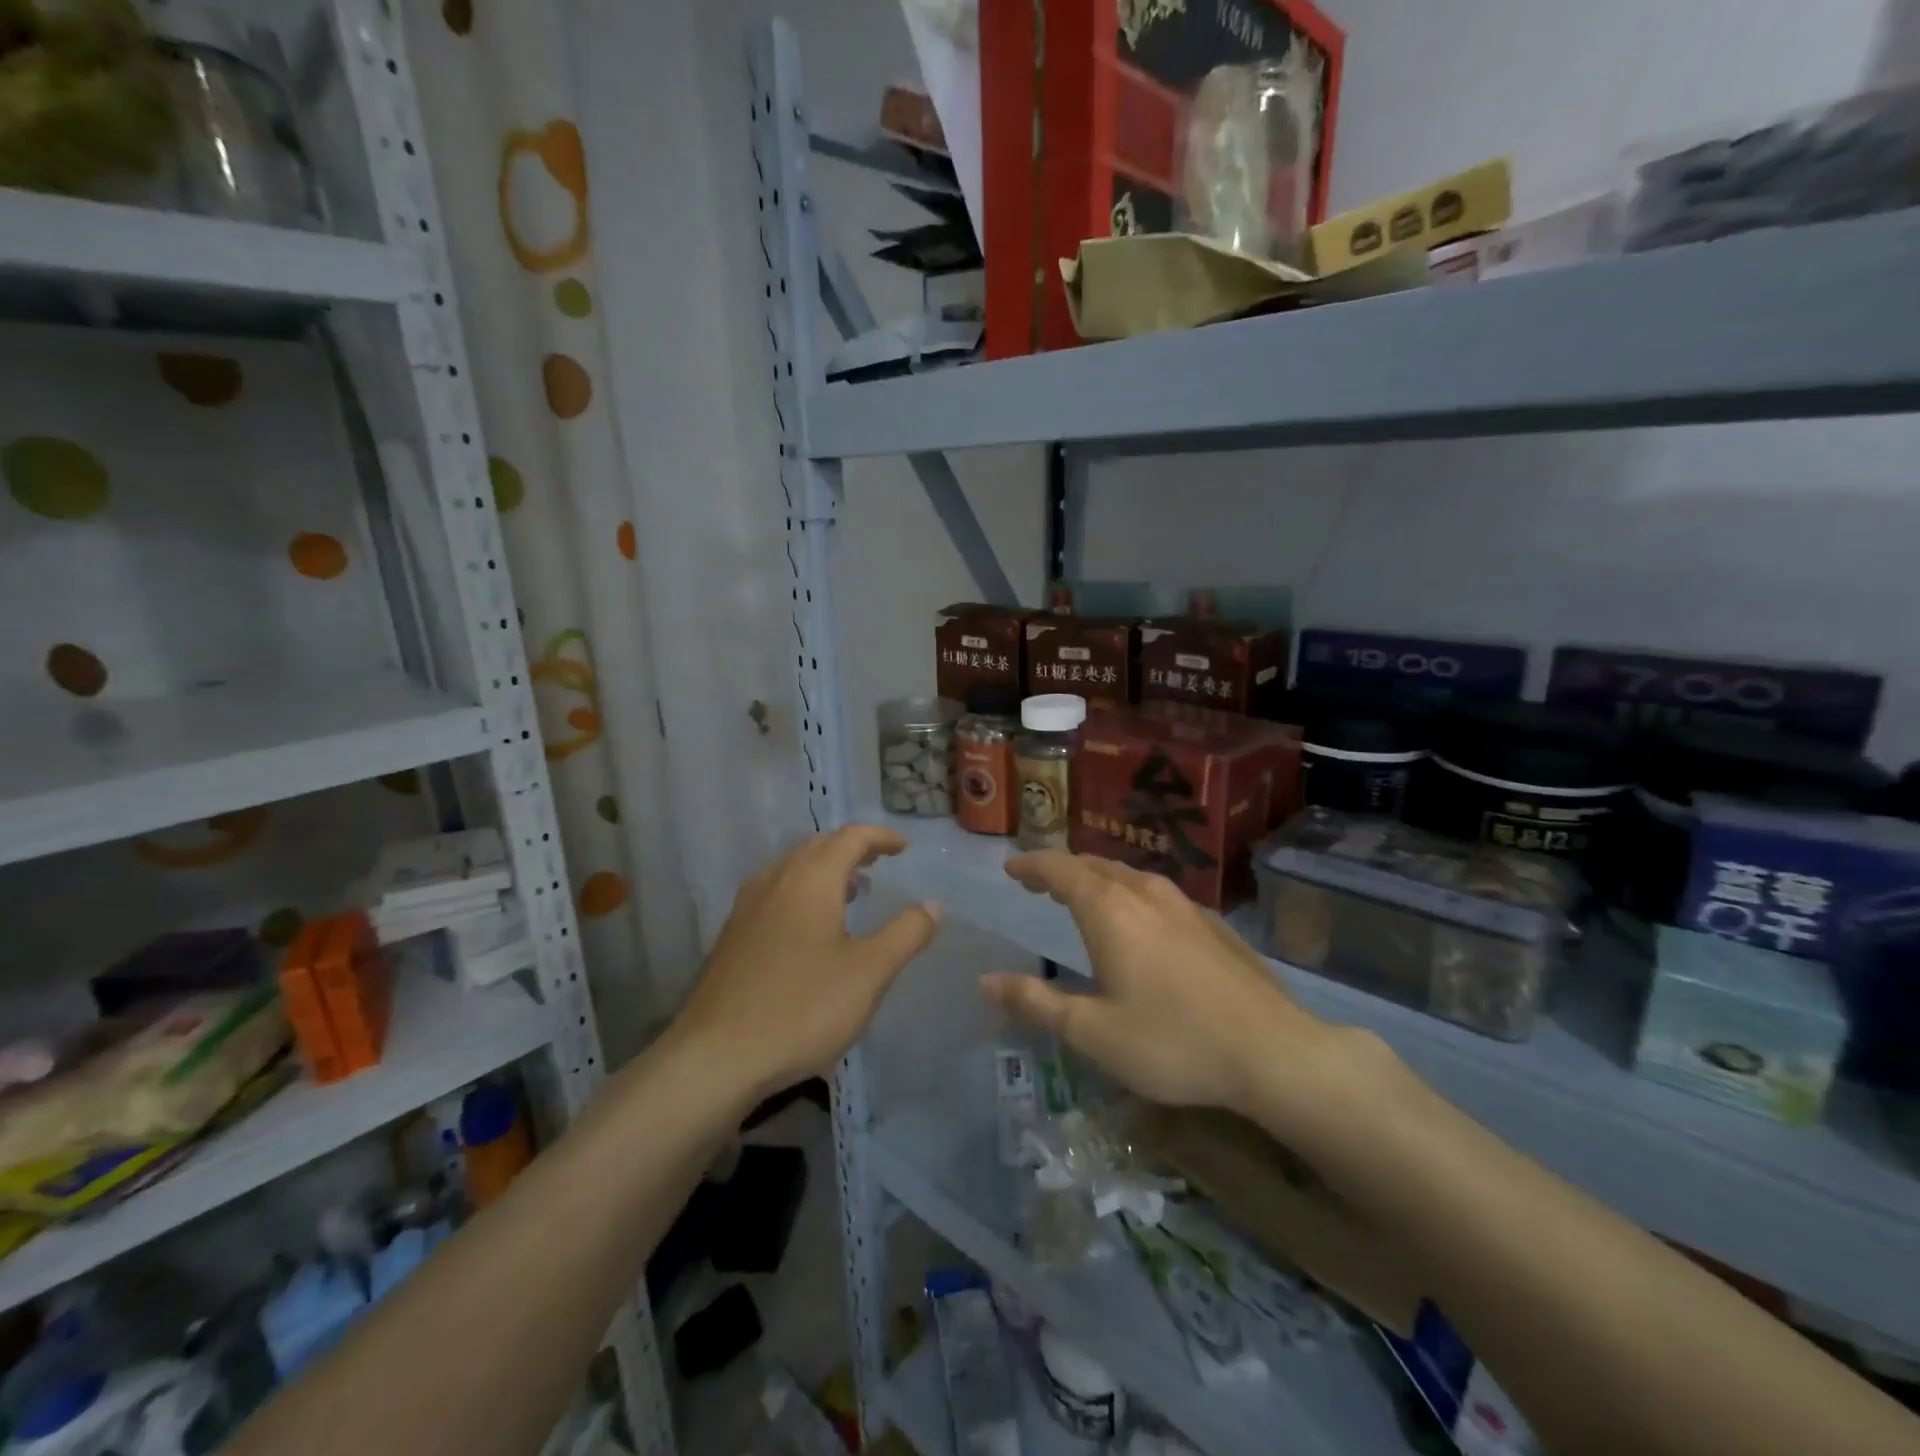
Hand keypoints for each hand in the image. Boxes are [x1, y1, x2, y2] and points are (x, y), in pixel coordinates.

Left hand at [674, 826, 939, 1099]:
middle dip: (853, 849)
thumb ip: (905, 934)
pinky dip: (803, 891)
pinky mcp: (732, 936)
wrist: (715, 1058)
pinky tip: (811, 928)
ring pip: (793, 869)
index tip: (905, 848)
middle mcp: (776, 880)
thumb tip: (932, 905)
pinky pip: (776, 892)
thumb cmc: (802, 1008)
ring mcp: (748, 907)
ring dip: (826, 870)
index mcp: (811, 879)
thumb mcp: (869, 973)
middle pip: (819, 847)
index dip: (881, 837)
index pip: (850, 837)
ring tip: (852, 890)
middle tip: (881, 861)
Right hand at [983, 852, 1339, 1117]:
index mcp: (1111, 911)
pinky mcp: (1214, 925)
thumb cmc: (1173, 1042)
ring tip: (1084, 896)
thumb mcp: (1093, 1032)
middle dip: (1063, 870)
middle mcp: (1146, 895)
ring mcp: (1186, 907)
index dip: (1033, 865)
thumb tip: (987, 981)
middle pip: (1096, 866)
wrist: (1275, 1052)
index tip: (1012, 868)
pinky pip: (1158, 894)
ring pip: (1131, 877)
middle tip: (1040, 883)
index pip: (1061, 870)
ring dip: (1099, 879)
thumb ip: (1037, 1003)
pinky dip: (1131, 895)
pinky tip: (1141, 923)